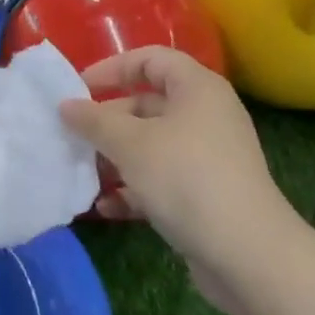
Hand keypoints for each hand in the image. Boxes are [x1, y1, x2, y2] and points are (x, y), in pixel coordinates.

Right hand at [60, 47, 303, 303]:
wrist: (248, 255)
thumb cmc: (186, 179)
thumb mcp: (131, 144)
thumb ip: (94, 121)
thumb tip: (66, 105)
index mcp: (196, 88)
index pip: (150, 59)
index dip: (112, 68)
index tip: (79, 89)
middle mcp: (206, 115)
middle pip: (147, 104)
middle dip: (107, 121)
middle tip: (73, 136)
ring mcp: (208, 156)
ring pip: (151, 145)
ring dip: (116, 158)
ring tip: (83, 173)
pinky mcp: (206, 194)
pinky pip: (162, 179)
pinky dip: (135, 188)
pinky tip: (107, 206)